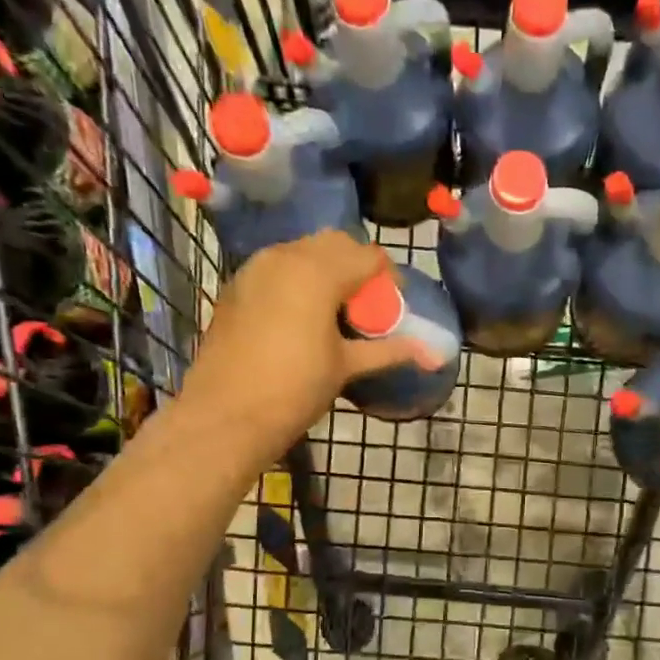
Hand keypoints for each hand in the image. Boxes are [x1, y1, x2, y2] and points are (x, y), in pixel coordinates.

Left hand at [175, 230, 427, 465]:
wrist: (225, 415)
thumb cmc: (294, 389)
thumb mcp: (346, 367)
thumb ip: (388, 351)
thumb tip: (433, 355)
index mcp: (317, 272)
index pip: (367, 255)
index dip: (388, 277)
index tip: (396, 304)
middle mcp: (285, 257)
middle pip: (334, 244)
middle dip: (357, 267)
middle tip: (368, 306)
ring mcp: (255, 269)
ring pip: (303, 252)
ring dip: (326, 270)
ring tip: (337, 312)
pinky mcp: (237, 286)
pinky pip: (278, 267)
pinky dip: (298, 280)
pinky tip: (303, 317)